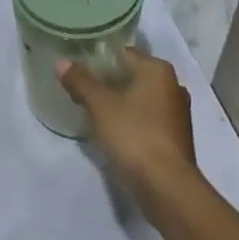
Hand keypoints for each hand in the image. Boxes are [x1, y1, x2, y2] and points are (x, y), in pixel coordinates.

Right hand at [59, 45, 197, 201]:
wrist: (167, 186)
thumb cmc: (135, 135)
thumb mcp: (100, 106)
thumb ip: (81, 82)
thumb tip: (61, 62)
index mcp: (158, 70)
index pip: (124, 53)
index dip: (100, 58)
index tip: (79, 68)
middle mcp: (173, 85)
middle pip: (133, 75)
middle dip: (109, 81)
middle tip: (82, 89)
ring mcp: (177, 113)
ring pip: (141, 98)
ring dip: (120, 102)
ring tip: (93, 110)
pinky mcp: (176, 138)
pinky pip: (148, 119)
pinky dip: (132, 120)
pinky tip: (113, 131)